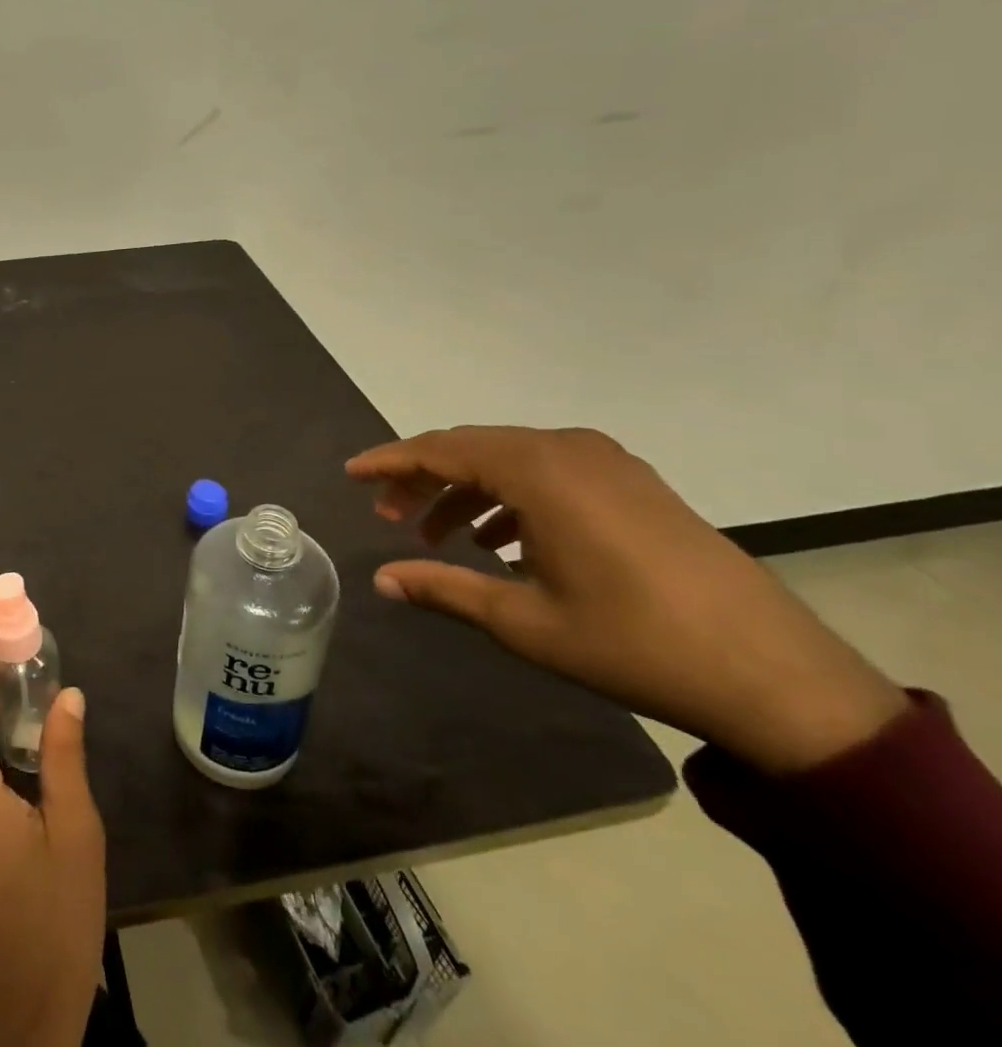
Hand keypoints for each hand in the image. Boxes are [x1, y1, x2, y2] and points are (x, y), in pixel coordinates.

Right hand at [348, 426, 908, 774]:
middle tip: (388, 516)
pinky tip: (502, 541)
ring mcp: (608, 463)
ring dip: (466, 490)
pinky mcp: (634, 483)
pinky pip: (549, 472)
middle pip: (472, 448)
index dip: (389, 462)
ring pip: (510, 459)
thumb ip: (443, 589)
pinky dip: (510, 496)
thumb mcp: (523, 621)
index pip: (441, 449)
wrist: (776, 677)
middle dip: (423, 478)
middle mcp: (569, 449)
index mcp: (539, 471)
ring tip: (439, 536)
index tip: (350, 474)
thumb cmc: (632, 642)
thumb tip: (382, 580)